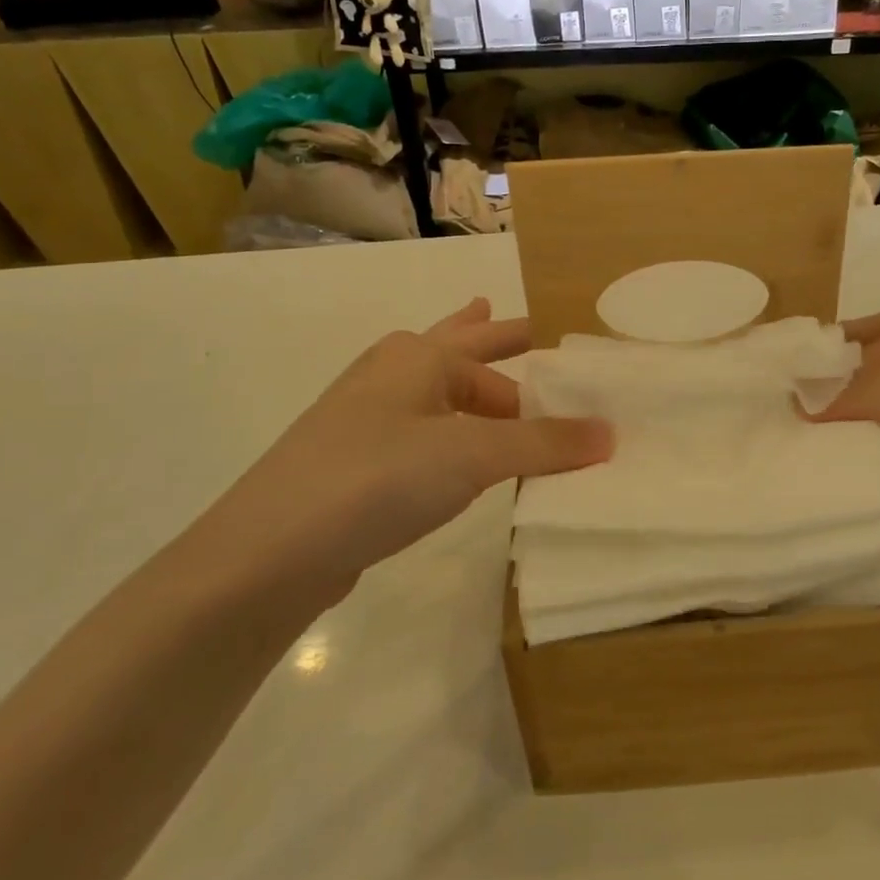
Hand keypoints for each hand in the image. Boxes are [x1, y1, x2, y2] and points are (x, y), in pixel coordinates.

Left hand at [187, 299, 611, 603]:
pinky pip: (423, 433)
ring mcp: (368, 419)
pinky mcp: (358, 464)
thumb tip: (611, 433)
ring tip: (498, 379)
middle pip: (457, 348)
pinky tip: (458, 452)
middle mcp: (392, 376)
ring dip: (471, 385)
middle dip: (494, 338)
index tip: (578, 373)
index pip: (496, 353)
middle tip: (530, 327)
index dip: (540, 363)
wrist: (269, 552)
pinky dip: (451, 431)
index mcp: (419, 358)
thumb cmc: (376, 478)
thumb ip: (543, 444)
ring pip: (436, 391)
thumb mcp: (471, 455)